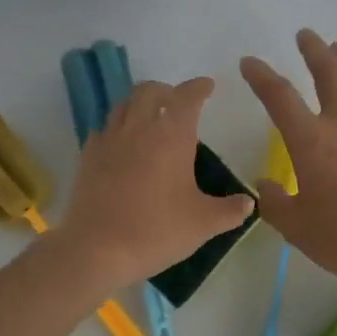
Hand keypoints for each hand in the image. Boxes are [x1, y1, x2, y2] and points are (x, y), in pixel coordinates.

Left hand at [53, 77, 254, 290]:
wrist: (97, 249)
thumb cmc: (156, 230)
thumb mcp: (203, 223)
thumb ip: (230, 210)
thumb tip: (249, 202)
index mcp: (172, 135)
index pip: (187, 96)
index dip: (199, 88)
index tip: (207, 86)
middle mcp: (139, 127)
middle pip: (150, 91)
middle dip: (167, 91)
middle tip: (177, 103)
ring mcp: (109, 139)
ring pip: (124, 105)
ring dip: (140, 104)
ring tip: (150, 120)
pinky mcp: (87, 156)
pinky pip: (104, 129)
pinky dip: (118, 128)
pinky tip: (123, 146)